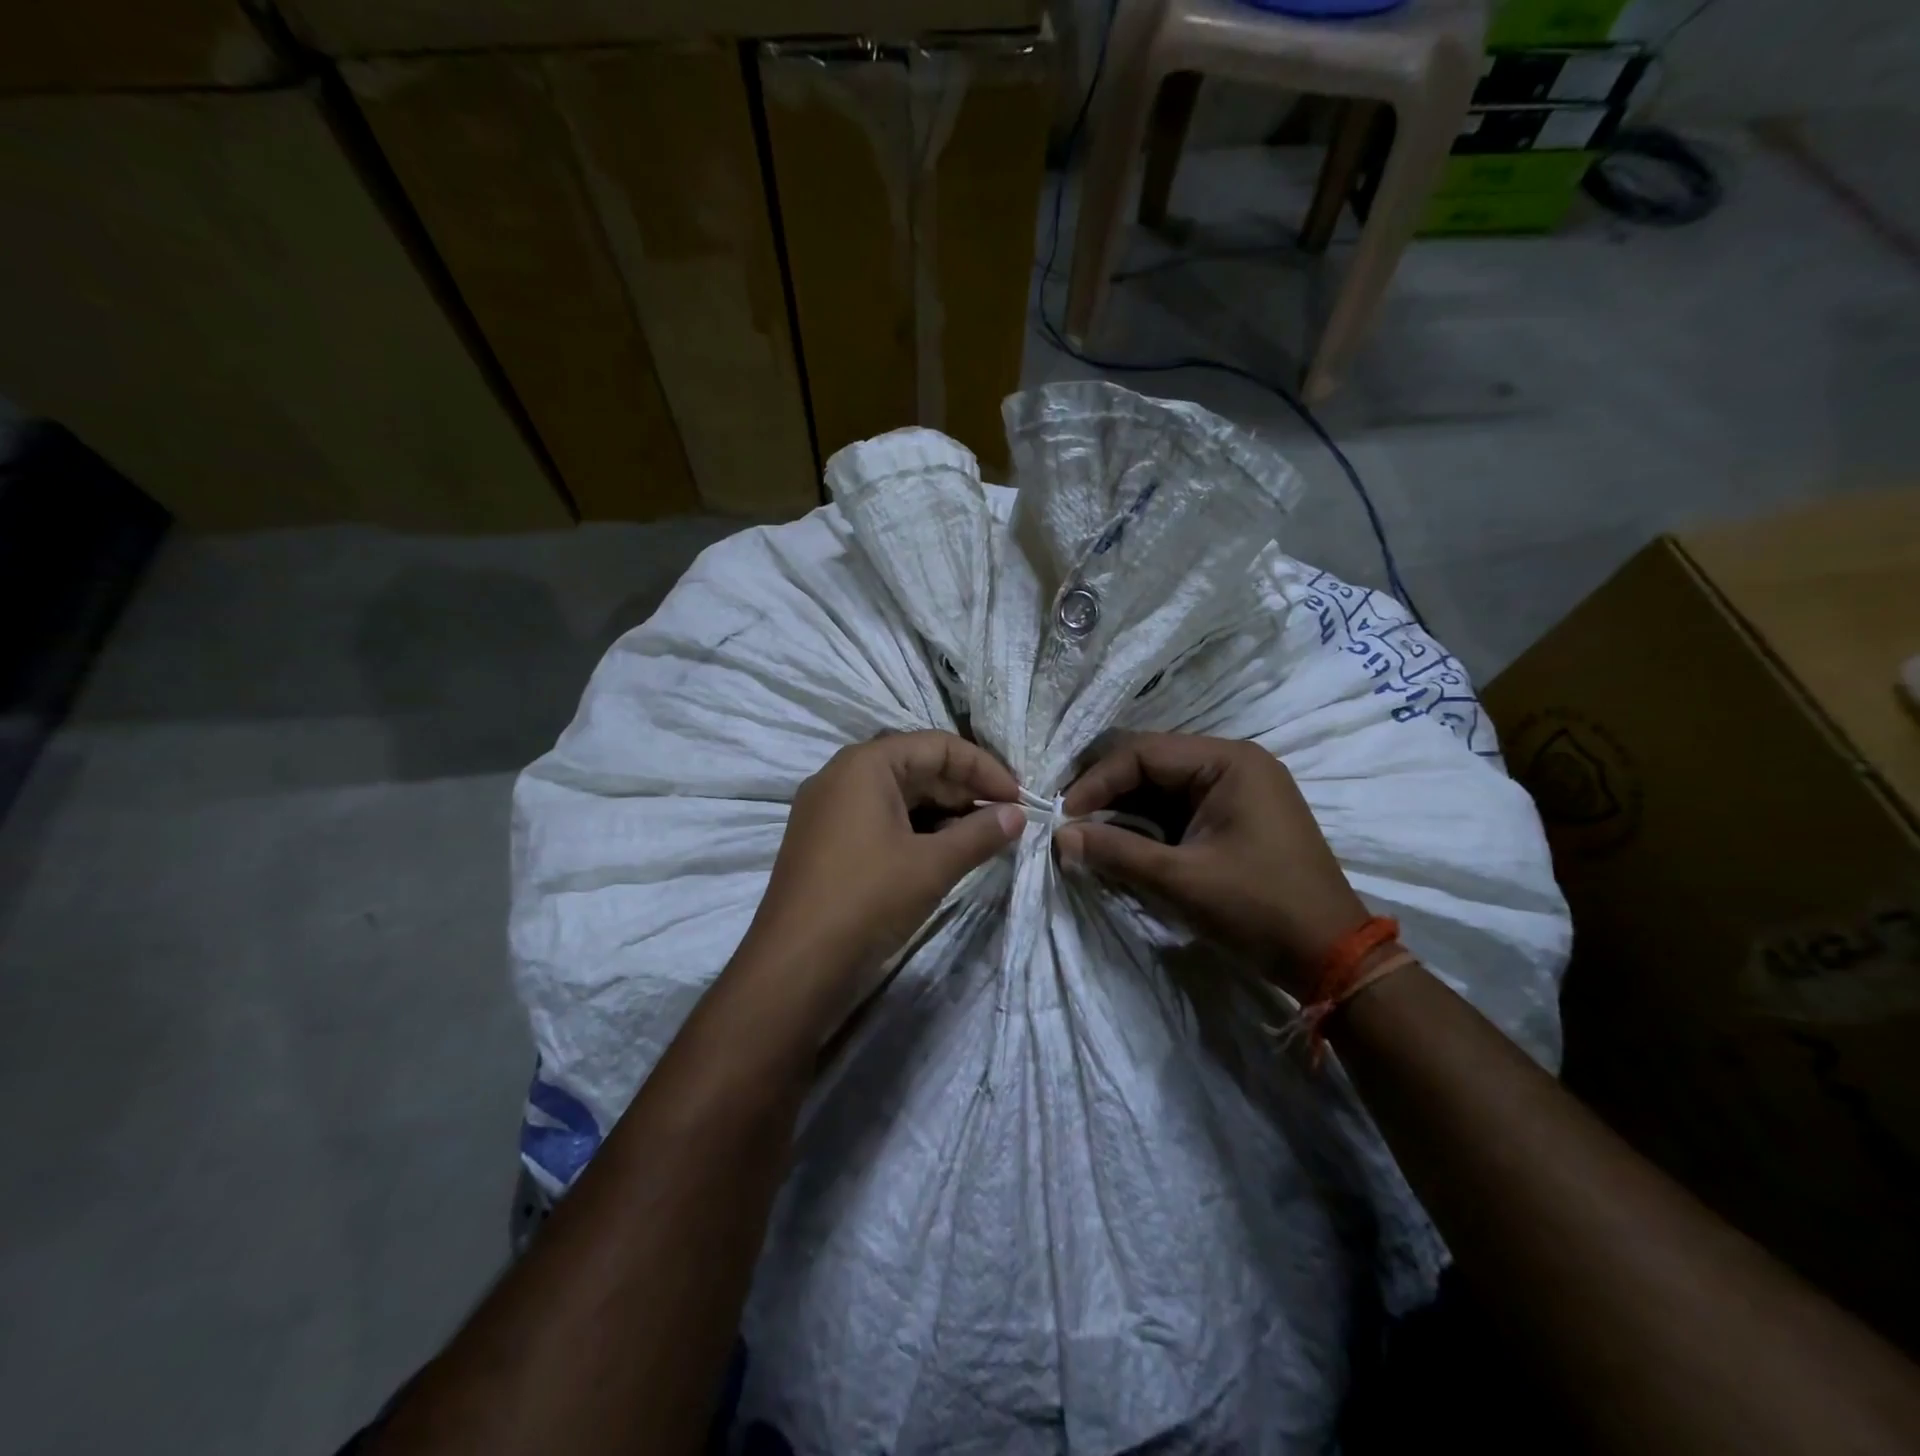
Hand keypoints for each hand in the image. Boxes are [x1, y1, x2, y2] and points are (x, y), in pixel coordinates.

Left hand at [730, 731, 1024, 1039]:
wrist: (794, 967)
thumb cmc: (867, 900)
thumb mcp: (932, 865)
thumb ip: (980, 834)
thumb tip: (1017, 814)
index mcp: (865, 765)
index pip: (937, 746)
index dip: (983, 768)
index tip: (1018, 798)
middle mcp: (841, 776)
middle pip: (916, 767)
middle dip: (964, 791)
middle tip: (1004, 820)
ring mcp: (828, 810)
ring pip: (897, 796)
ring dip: (942, 813)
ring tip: (980, 839)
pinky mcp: (824, 842)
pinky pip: (878, 820)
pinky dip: (914, 831)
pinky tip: (941, 855)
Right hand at [1054, 733, 1366, 993]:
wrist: (1331, 957)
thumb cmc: (1259, 908)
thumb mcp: (1180, 880)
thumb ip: (1116, 852)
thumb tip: (1060, 837)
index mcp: (1228, 761)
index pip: (1142, 752)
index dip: (1096, 781)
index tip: (1063, 816)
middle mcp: (1233, 763)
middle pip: (1150, 763)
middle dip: (1106, 792)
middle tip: (1069, 822)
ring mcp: (1236, 790)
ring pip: (1161, 787)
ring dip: (1123, 810)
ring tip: (1086, 835)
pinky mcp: (1234, 818)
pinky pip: (1177, 809)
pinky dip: (1146, 826)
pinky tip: (1120, 844)